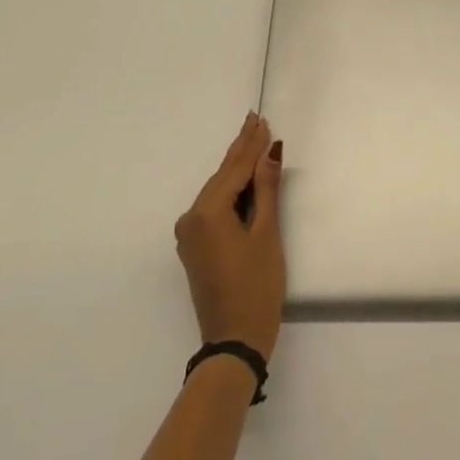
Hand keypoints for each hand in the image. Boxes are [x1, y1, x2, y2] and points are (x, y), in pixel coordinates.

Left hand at [175, 113, 285, 359]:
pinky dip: (230, 189)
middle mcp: (191, 218)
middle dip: (241, 149)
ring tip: (253, 140)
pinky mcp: (195, 246)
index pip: (235, 169)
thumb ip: (266, 190)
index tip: (261, 119)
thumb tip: (270, 152)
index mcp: (207, 213)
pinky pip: (213, 206)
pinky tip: (243, 177)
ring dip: (236, 168)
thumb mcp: (266, 234)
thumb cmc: (257, 286)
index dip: (251, 144)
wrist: (234, 340)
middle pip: (221, 176)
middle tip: (255, 120)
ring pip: (216, 190)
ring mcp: (190, 233)